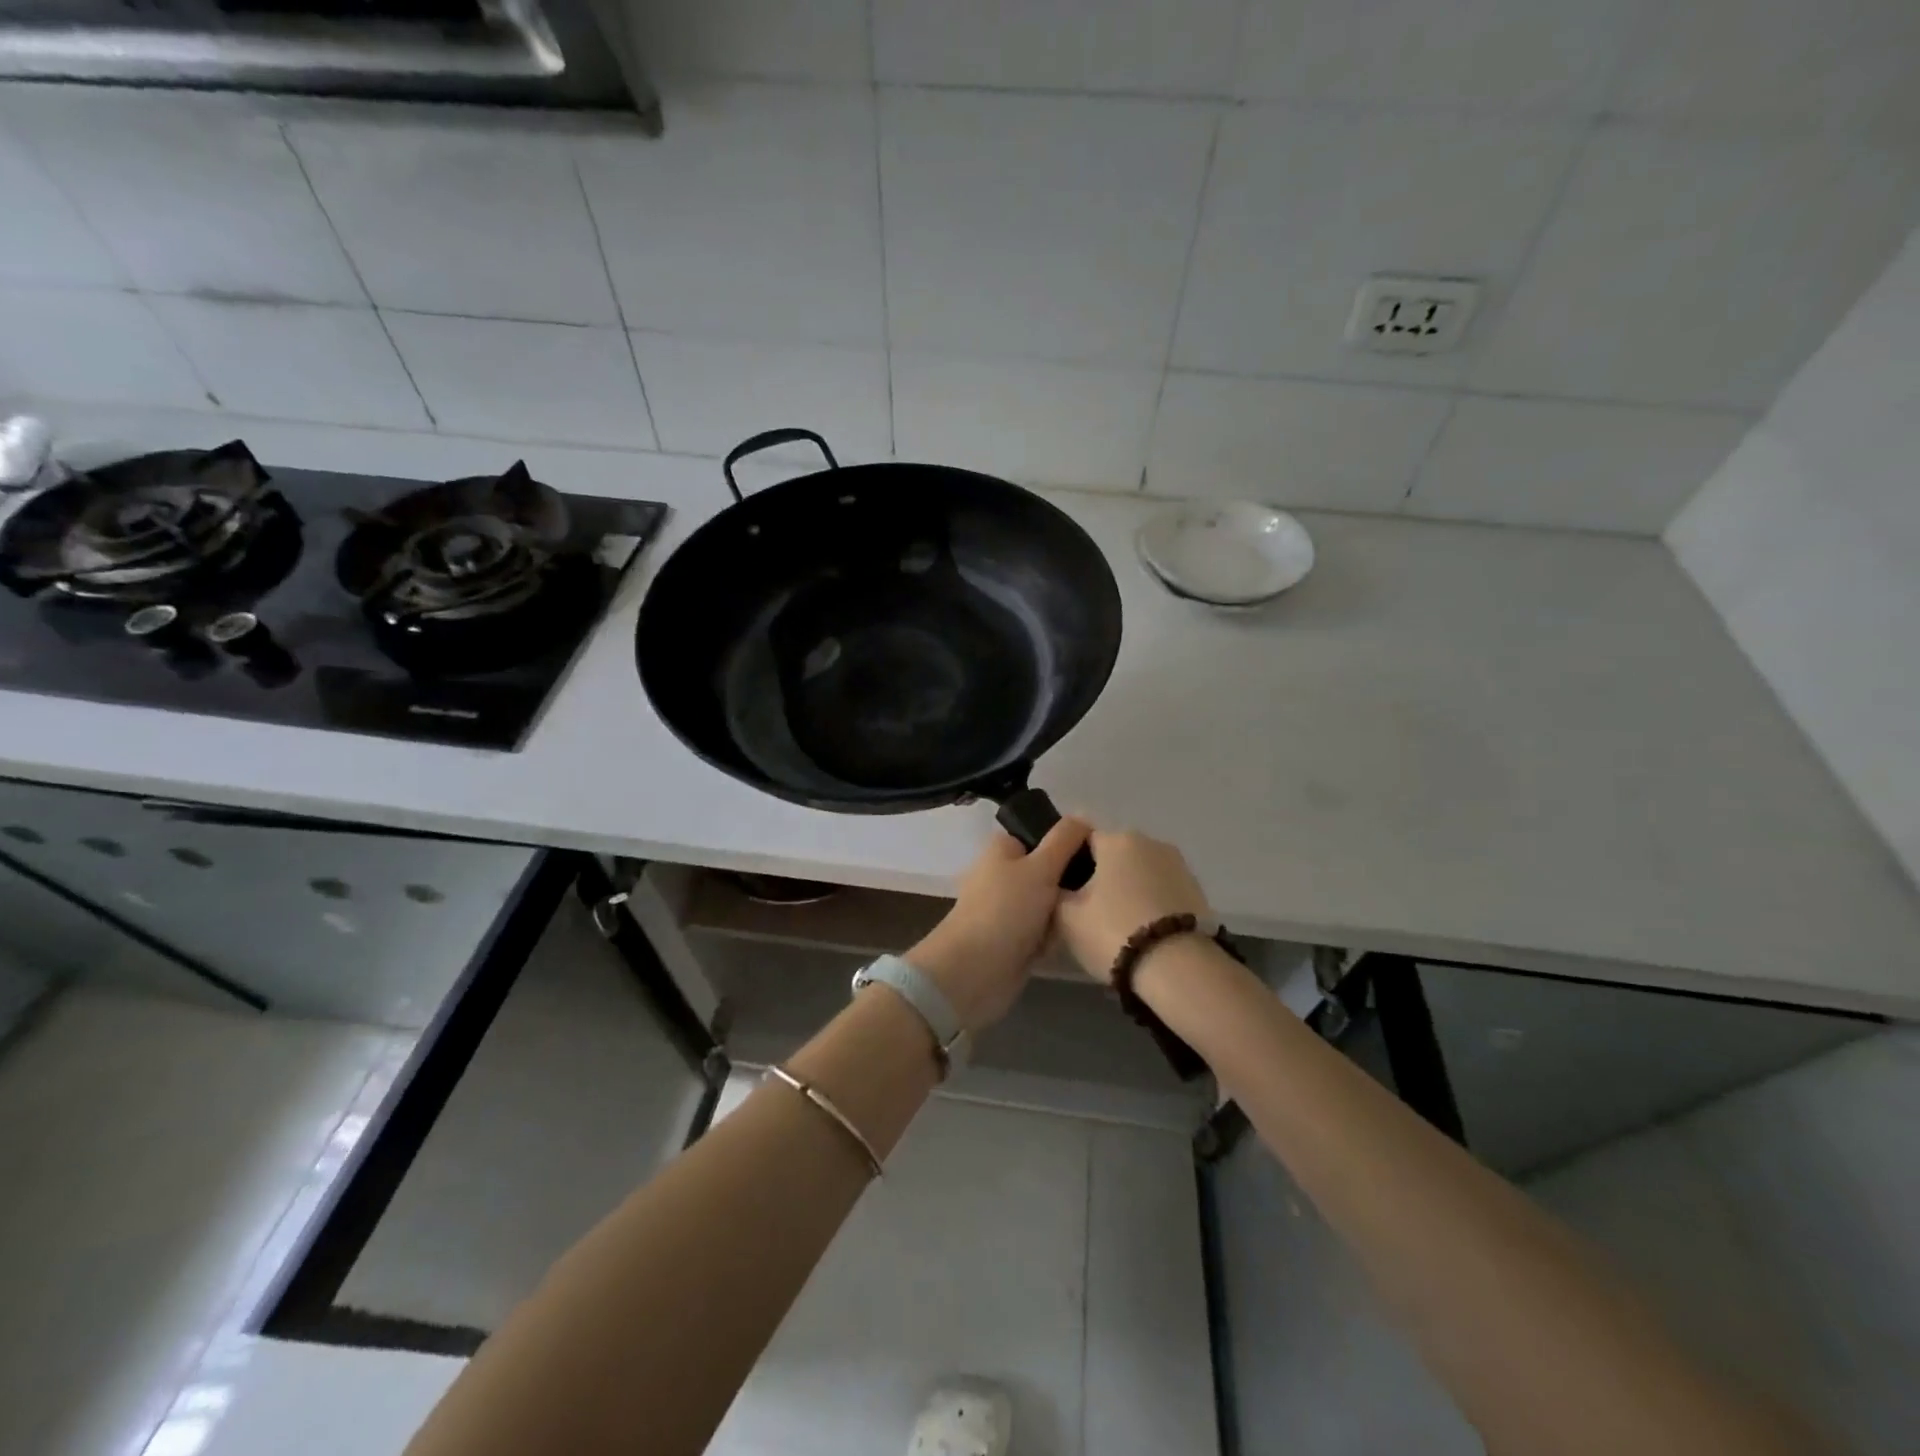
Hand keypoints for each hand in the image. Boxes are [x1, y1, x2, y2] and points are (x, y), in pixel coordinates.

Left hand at [905, 818, 1092, 1032]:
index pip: (1041, 834)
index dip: (1068, 842)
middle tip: (1098, 890)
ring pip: (1050, 903)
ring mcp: (1007, 909)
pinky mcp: (1013, 940)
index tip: (1096, 855)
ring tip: (1091, 916)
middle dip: (1070, 882)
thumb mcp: (1041, 866)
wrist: (974, 971)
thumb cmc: (1006, 909)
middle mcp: (1003, 875)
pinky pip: (1044, 931)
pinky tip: (1074, 940)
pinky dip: (1054, 937)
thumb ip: (1064, 840)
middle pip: (1049, 870)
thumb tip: (1083, 817)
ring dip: (1065, 912)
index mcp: (1003, 849)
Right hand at [1054, 829, 1211, 984]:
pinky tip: (1145, 932)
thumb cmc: (1114, 932)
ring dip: (1129, 890)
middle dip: (1102, 877)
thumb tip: (1058, 886)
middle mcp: (1150, 841)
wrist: (1179, 968)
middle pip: (1115, 855)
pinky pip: (1163, 891)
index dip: (1070, 865)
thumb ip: (1056, 893)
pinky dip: (1152, 905)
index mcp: (1116, 839)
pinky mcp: (1199, 890)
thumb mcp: (1066, 917)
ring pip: (1141, 873)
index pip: (1082, 840)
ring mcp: (1179, 865)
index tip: (1066, 892)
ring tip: (1120, 927)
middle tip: (1090, 913)